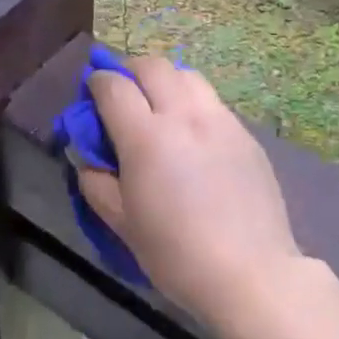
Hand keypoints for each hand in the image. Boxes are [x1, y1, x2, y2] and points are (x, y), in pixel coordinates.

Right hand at [78, 57, 310, 338]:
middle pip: (152, 66)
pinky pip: (211, 100)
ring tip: (158, 102)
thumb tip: (87, 157)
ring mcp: (219, 119)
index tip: (91, 90)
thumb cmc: (177, 255)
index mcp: (146, 137)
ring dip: (164, 78)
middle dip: (130, 70)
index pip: (114, 86)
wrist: (251, 272)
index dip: (97, 81)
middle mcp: (183, 115)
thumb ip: (96, 183)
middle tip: (122, 90)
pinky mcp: (244, 132)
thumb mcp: (122, 225)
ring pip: (186, 75)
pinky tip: (192, 131)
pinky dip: (192, 100)